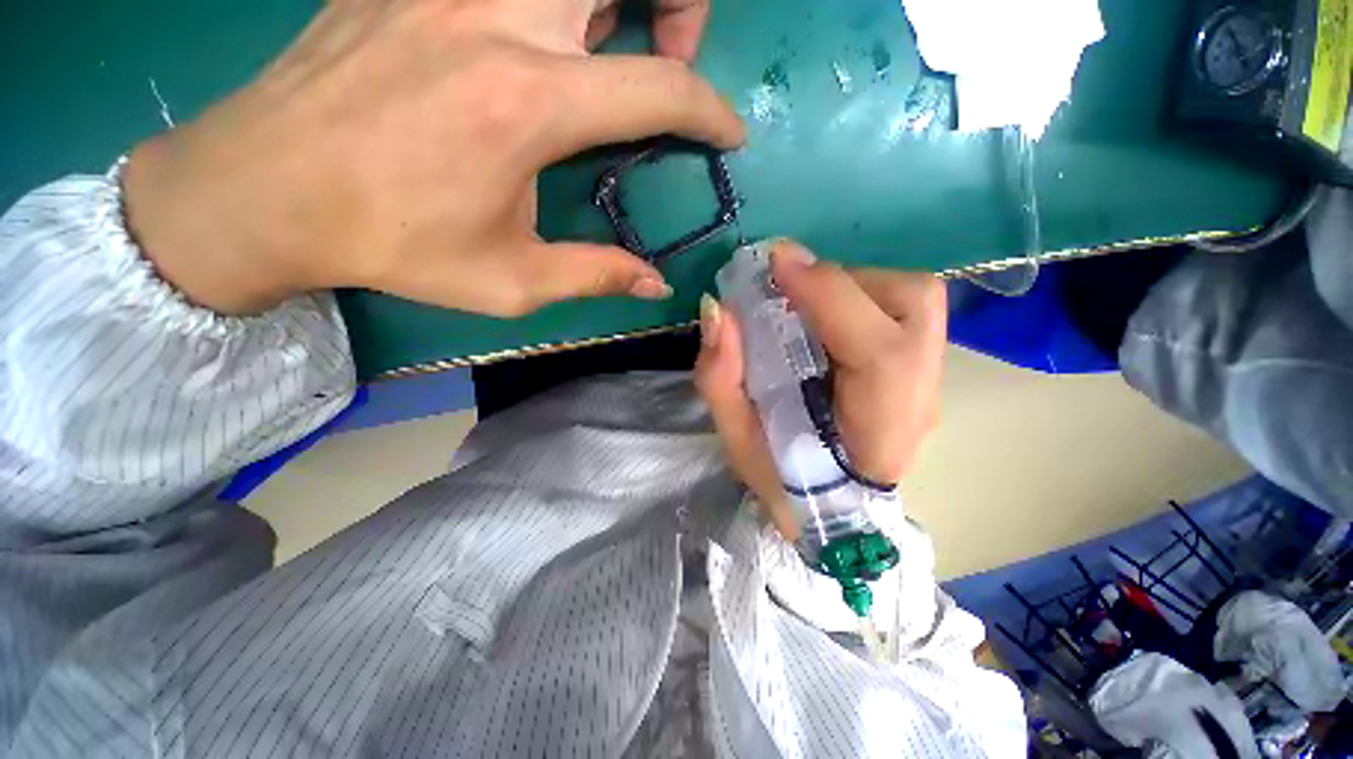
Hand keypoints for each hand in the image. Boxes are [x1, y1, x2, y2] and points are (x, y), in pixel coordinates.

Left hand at [122, 0, 743, 315]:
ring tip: (611, 45)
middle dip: (679, 5)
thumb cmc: (393, 245)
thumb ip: (596, 274)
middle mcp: (501, 18)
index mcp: (530, 104)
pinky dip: (551, 3)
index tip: (729, 134)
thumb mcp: (511, 281)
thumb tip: (655, 285)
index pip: (661, 90)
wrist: (265, 190)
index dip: (711, 112)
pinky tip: (533, 40)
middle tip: (670, 57)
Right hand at [694, 240, 946, 540]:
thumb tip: (718, 309)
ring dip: (851, 286)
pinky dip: (859, 297)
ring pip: (913, 297)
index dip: (828, 295)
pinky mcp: (923, 369)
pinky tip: (825, 319)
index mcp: (878, 431)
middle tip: (788, 291)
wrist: (835, 514)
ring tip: (805, 306)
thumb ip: (721, 378)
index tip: (776, 264)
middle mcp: (919, 399)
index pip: (878, 351)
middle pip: (913, 302)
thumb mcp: (736, 440)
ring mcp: (931, 381)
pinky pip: (904, 310)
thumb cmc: (785, 484)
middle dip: (842, 281)